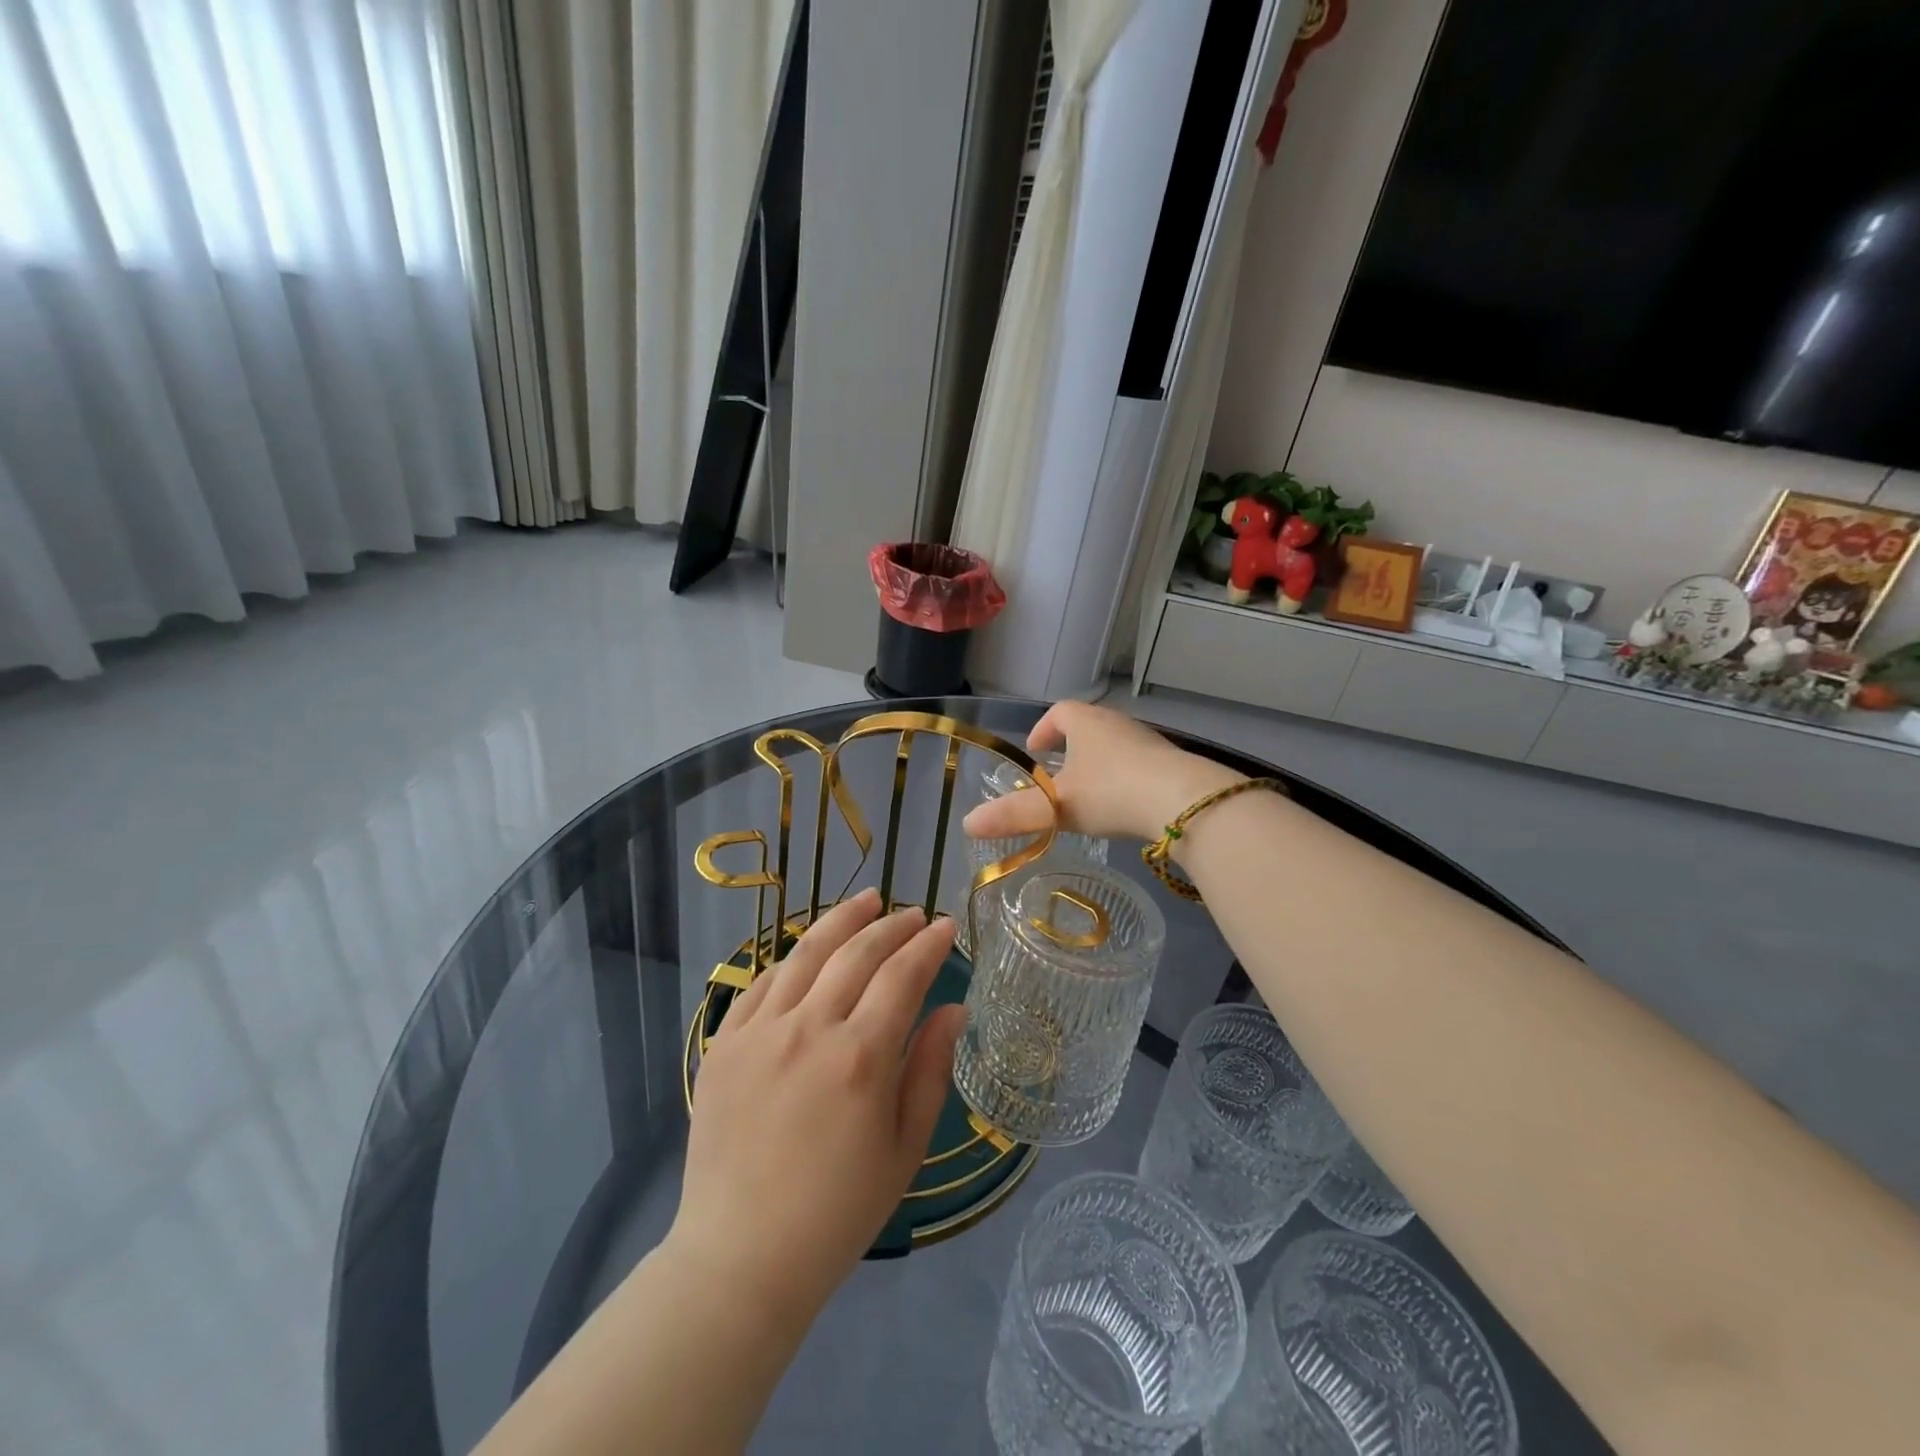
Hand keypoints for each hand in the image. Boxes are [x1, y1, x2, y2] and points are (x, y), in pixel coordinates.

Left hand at [665, 888, 963, 1325]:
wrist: (741, 1256)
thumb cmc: (838, 1211)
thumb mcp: (905, 1147)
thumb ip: (931, 1068)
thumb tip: (954, 1008)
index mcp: (860, 1057)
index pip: (902, 975)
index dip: (927, 944)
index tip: (945, 926)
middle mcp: (809, 1029)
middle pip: (856, 952)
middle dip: (892, 924)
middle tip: (914, 912)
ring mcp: (759, 1031)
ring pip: (806, 953)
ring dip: (841, 920)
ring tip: (866, 900)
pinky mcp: (724, 1043)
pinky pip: (762, 982)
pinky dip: (793, 958)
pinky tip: (810, 950)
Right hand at [961, 701, 1243, 843]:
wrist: (1184, 801)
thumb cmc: (1112, 792)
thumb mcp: (1056, 807)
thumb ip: (1013, 815)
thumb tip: (967, 824)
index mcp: (1086, 722)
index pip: (1059, 712)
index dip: (1043, 729)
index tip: (1034, 750)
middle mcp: (1117, 724)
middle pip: (1088, 726)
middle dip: (1071, 746)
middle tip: (1058, 774)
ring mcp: (1148, 741)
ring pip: (1115, 745)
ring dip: (1099, 763)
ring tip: (1089, 793)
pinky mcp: (1172, 763)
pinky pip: (1140, 764)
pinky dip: (1125, 778)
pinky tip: (1124, 806)